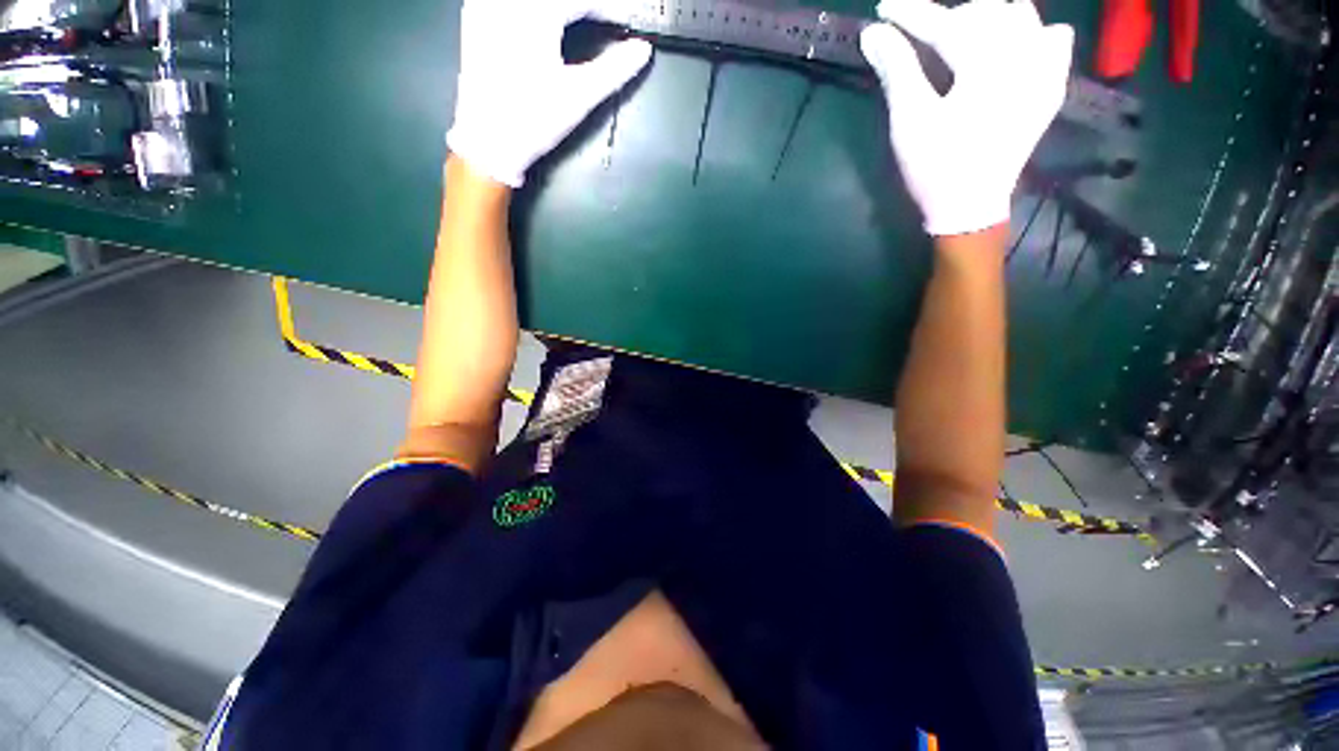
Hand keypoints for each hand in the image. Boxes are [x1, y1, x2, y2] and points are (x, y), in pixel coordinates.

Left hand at [446, 0, 652, 187]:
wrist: (487, 142)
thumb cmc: (534, 121)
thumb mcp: (579, 97)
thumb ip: (614, 69)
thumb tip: (643, 50)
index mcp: (535, 14)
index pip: (583, 0)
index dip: (610, 10)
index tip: (626, 23)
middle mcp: (507, 1)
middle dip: (586, 6)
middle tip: (604, 21)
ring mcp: (487, 4)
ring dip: (561, 6)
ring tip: (580, 21)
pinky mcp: (476, 14)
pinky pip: (511, 0)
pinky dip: (536, 8)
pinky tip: (547, 21)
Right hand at [859, 0, 1072, 236]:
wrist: (970, 206)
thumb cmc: (935, 168)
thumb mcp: (910, 122)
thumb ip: (896, 71)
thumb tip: (873, 33)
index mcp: (987, 67)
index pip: (947, 24)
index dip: (913, 13)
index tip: (885, 8)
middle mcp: (1025, 58)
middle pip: (988, 12)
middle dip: (952, 16)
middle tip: (921, 33)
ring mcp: (1044, 72)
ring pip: (1023, 16)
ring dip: (989, 19)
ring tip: (962, 38)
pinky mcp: (1049, 88)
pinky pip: (1053, 39)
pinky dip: (1031, 32)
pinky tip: (1011, 46)